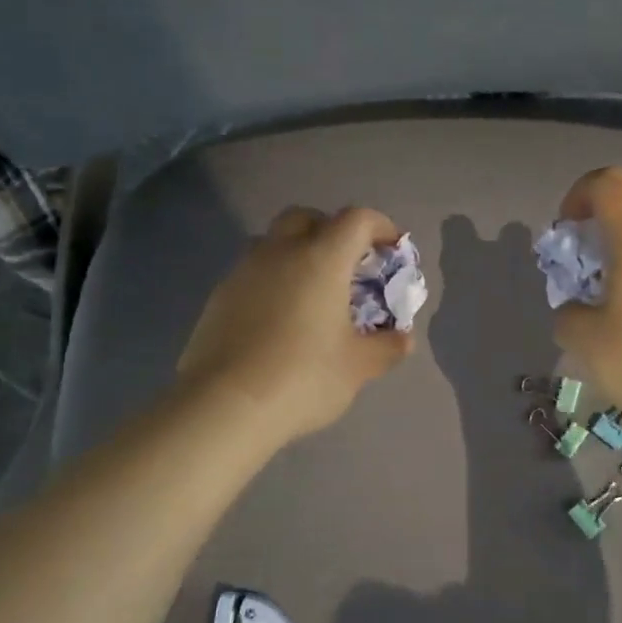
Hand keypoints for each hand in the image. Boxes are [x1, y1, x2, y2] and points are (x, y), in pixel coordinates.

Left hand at [177, 206, 412, 442]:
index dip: (380, 226)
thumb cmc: (303, 377)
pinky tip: (279, 319)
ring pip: (274, 242)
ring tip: (312, 293)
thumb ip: (387, 347)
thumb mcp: (358, 367)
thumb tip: (402, 340)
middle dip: (332, 231)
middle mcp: (280, 252)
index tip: (391, 249)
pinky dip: (273, 281)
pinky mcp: (219, 296)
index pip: (357, 219)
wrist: (225, 405)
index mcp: (321, 258)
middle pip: (307, 218)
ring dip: (297, 254)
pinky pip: (253, 272)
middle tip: (347, 266)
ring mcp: (244, 271)